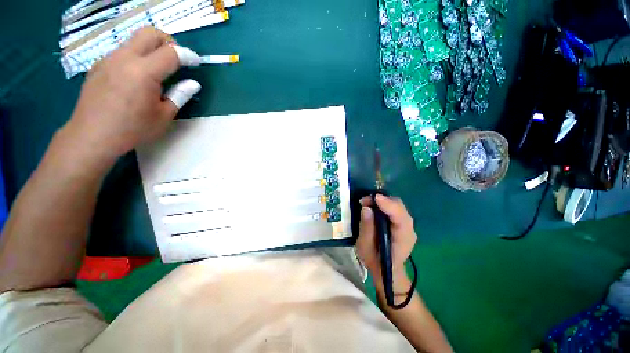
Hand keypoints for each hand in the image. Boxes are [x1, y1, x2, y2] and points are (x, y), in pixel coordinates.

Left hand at [63, 27, 183, 161]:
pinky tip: (136, 78)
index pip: (171, 53)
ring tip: (157, 71)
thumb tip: (194, 83)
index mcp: (143, 72)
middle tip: (177, 59)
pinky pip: (122, 52)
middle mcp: (124, 58)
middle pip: (150, 33)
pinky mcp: (99, 65)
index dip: (188, 55)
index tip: (197, 62)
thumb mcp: (164, 116)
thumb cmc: (133, 129)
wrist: (92, 136)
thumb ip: (180, 95)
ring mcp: (108, 59)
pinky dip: (136, 58)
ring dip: (151, 49)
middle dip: (169, 42)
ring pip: (135, 41)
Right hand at [356, 195, 416, 278]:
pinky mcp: (401, 221)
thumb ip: (366, 228)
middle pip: (399, 207)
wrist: (386, 269)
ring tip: (366, 203)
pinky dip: (383, 203)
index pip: (400, 218)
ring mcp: (407, 224)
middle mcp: (409, 229)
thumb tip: (366, 208)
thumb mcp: (365, 247)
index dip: (388, 205)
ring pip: (397, 205)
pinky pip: (394, 207)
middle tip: (364, 201)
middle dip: (382, 200)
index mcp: (403, 239)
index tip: (375, 198)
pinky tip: (373, 206)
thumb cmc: (375, 261)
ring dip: (381, 201)